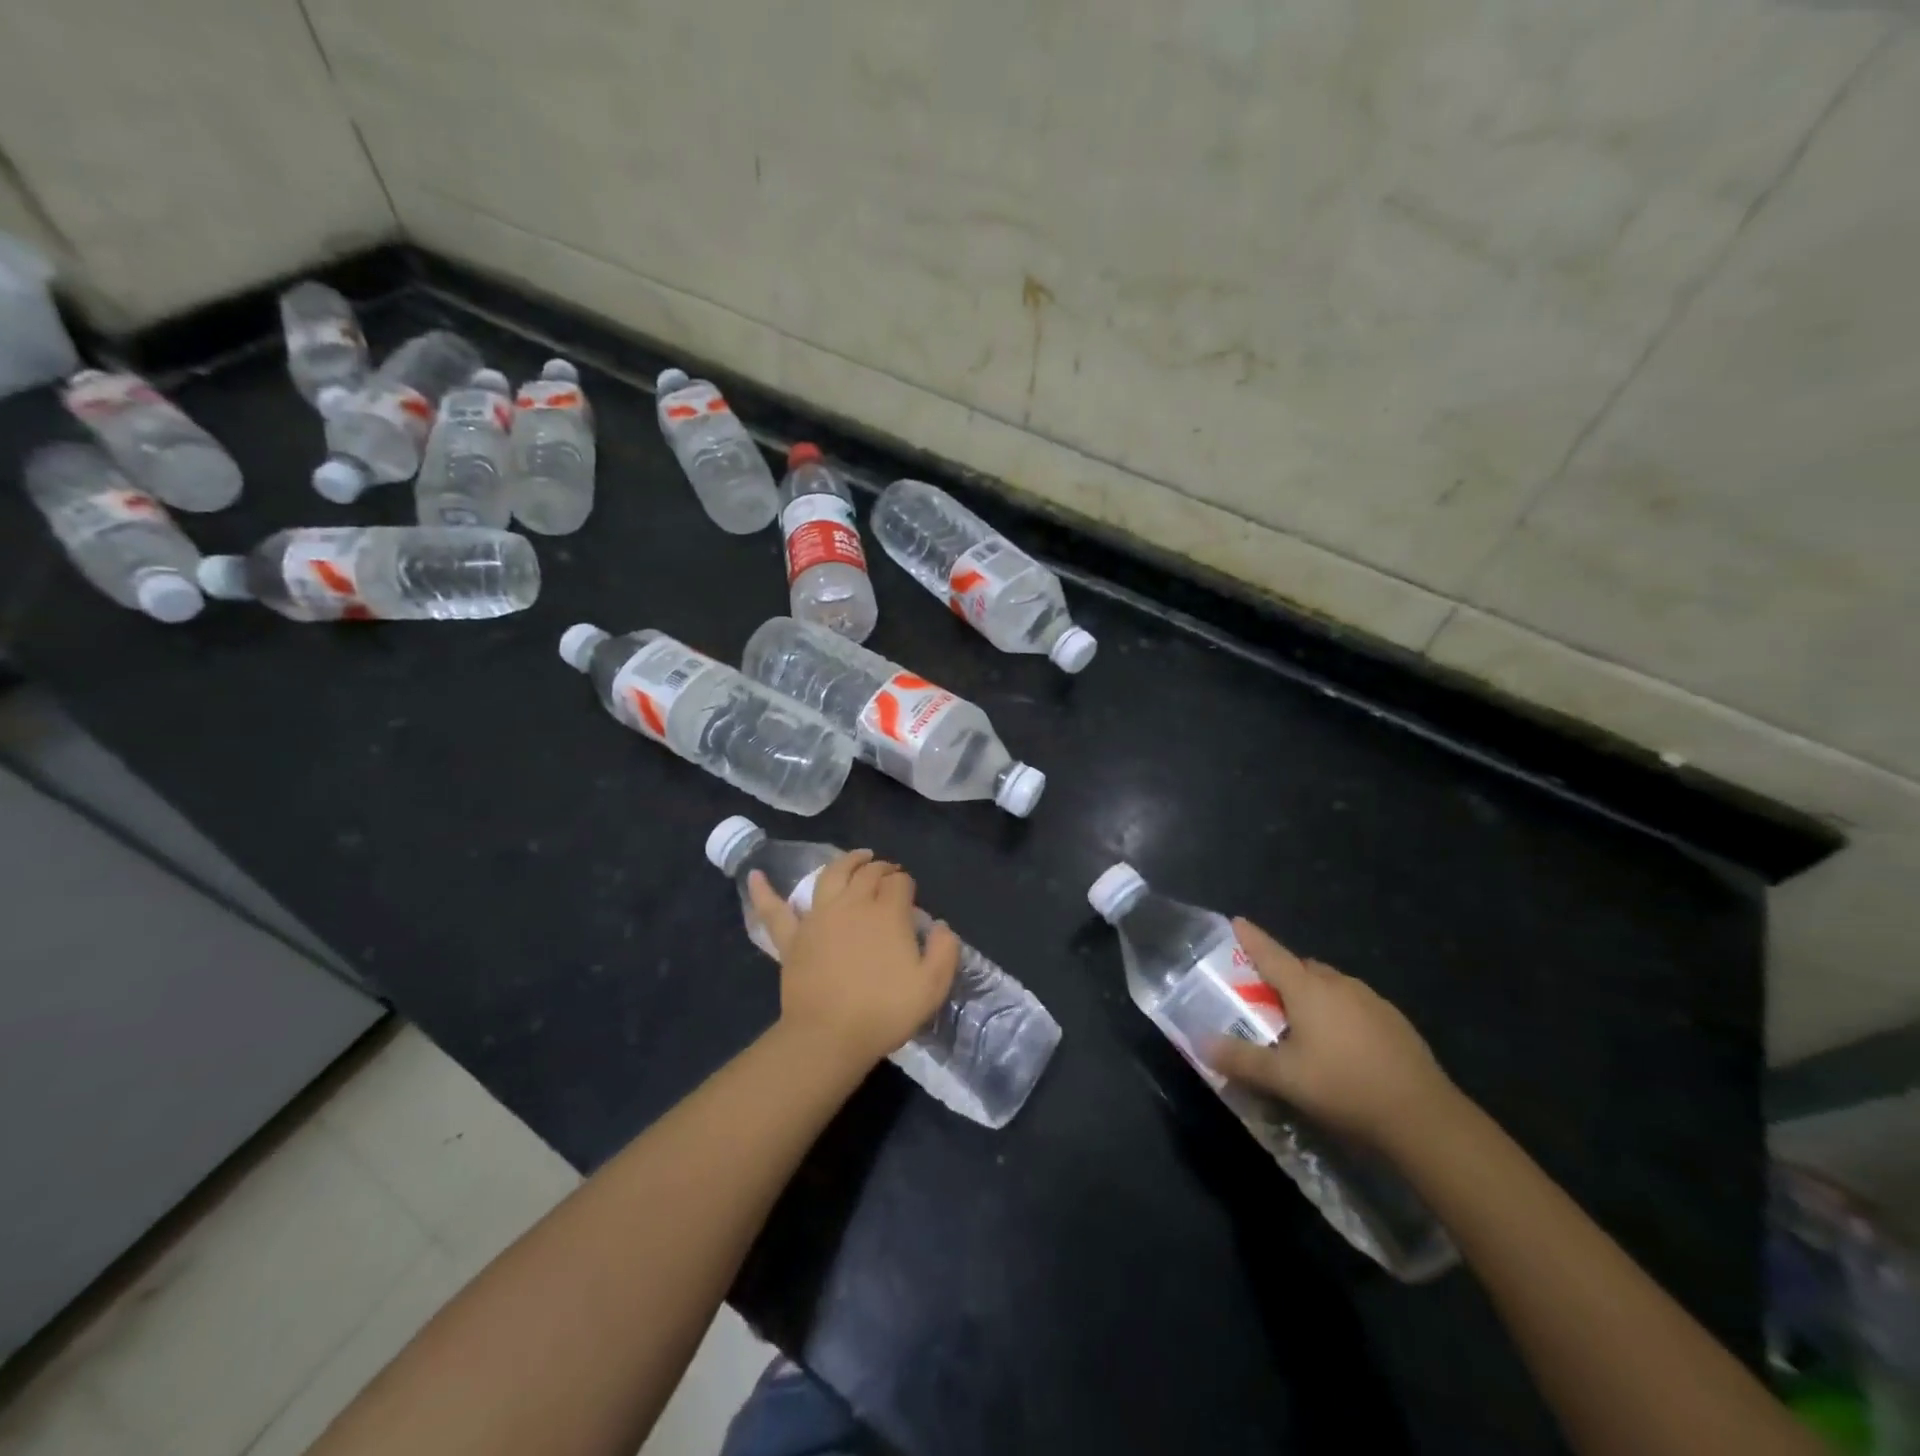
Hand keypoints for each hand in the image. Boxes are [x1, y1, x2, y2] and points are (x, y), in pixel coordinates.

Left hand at [749, 850, 960, 1070]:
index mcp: (888, 913)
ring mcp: (819, 917)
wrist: (830, 1036)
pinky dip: (764, 892)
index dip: (907, 884)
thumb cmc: (885, 1011)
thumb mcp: (932, 986)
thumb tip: (941, 926)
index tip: (911, 894)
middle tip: (890, 871)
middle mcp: (853, 904)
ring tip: (858, 856)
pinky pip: (775, 910)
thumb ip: (944, 951)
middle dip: (883, 868)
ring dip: (846, 861)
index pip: (900, 883)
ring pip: (831, 875)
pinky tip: (755, 875)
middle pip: (869, 874)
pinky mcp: (792, 938)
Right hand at [1206, 919, 1457, 1149]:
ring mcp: (1371, 1000)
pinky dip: (1339, 1013)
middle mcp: (1338, 984)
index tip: (1237, 921)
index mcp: (1307, 989)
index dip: (1251, 938)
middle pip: (1301, 968)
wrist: (1424, 1118)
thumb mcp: (1283, 1078)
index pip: (1270, 954)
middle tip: (1265, 997)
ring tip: (1302, 1026)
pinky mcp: (1395, 1022)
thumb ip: (1241, 1059)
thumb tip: (1201, 1042)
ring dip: (1312, 995)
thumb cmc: (1344, 1087)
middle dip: (1281, 974)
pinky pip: (1355, 1004)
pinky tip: (1342, 1046)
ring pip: (1330, 986)